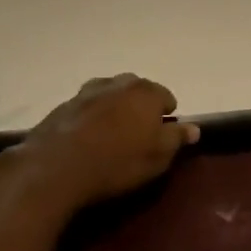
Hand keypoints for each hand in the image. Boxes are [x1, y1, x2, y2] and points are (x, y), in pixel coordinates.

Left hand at [13, 74, 198, 213]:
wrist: (56, 167)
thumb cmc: (117, 162)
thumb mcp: (157, 157)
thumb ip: (177, 139)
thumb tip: (194, 128)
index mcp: (147, 92)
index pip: (167, 97)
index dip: (167, 116)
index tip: (163, 136)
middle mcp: (119, 83)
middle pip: (137, 90)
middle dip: (140, 107)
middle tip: (138, 135)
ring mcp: (89, 91)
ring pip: (110, 95)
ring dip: (114, 109)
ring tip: (111, 135)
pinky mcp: (64, 104)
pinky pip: (86, 107)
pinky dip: (91, 117)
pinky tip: (87, 138)